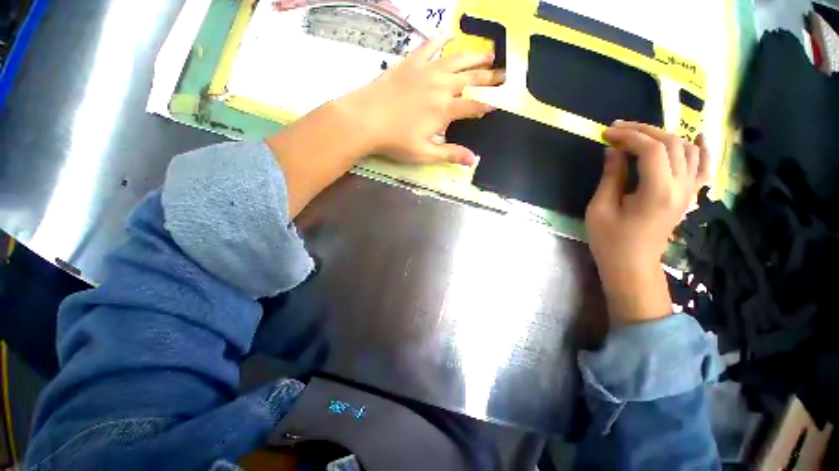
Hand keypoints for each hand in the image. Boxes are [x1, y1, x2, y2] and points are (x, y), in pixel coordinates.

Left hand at [337, 34, 504, 165]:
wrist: (365, 119)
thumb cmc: (395, 140)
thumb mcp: (424, 153)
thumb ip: (450, 154)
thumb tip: (473, 160)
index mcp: (444, 110)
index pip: (473, 106)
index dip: (487, 104)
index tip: (499, 102)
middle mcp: (440, 86)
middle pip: (470, 80)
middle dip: (489, 78)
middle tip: (504, 74)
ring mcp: (426, 71)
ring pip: (456, 59)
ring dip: (475, 57)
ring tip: (489, 54)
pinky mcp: (410, 62)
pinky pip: (429, 46)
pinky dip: (441, 39)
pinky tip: (449, 34)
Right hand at [585, 121, 710, 324]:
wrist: (632, 264)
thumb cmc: (610, 240)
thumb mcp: (600, 208)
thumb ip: (611, 176)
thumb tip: (612, 150)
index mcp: (658, 192)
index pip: (651, 149)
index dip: (628, 135)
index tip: (606, 133)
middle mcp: (681, 187)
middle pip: (671, 143)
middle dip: (643, 130)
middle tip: (617, 129)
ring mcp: (689, 191)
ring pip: (687, 149)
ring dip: (663, 135)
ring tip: (639, 135)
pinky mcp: (689, 196)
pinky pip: (703, 166)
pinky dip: (701, 149)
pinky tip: (697, 136)